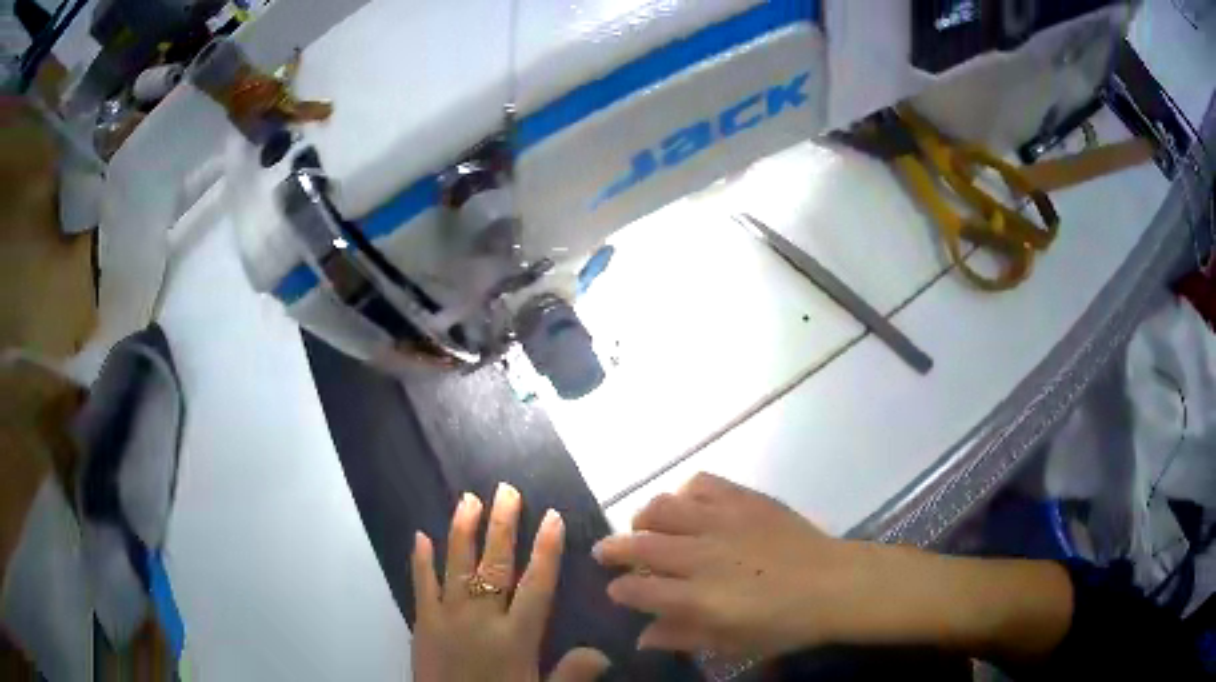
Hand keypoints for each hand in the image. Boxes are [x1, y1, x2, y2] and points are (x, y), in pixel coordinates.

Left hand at [411, 483, 609, 681]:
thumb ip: (571, 674)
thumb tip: (604, 652)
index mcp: (515, 636)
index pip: (536, 586)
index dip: (546, 551)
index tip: (551, 516)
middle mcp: (481, 618)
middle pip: (494, 566)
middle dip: (502, 527)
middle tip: (506, 490)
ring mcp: (447, 617)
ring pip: (457, 566)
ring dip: (462, 532)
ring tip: (468, 500)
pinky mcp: (422, 622)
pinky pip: (421, 585)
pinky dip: (420, 561)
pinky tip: (420, 536)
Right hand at [591, 473, 884, 657]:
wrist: (833, 584)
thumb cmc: (783, 623)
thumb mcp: (731, 643)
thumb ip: (683, 637)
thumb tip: (642, 637)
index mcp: (698, 598)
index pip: (637, 590)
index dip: (619, 590)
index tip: (616, 590)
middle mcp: (701, 556)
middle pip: (639, 544)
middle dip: (613, 548)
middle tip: (607, 552)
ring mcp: (722, 522)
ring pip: (661, 508)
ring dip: (643, 518)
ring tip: (643, 526)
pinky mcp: (743, 498)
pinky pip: (700, 482)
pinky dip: (684, 492)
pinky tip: (687, 505)